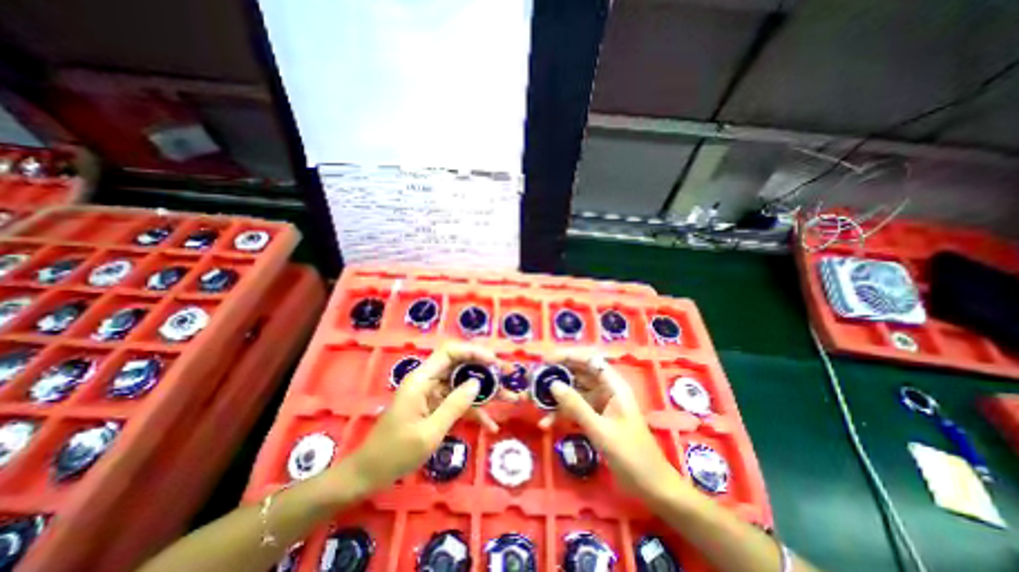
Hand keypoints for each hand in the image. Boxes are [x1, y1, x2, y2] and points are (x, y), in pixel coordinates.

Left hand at [346, 344, 508, 496]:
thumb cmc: (395, 453)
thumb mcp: (429, 432)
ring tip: (510, 398)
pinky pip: (458, 403)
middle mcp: (428, 381)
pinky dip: (474, 412)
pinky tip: (490, 424)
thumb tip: (477, 383)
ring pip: (463, 385)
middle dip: (486, 370)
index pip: (450, 352)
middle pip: (460, 366)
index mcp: (422, 379)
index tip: (494, 361)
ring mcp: (432, 395)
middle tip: (509, 374)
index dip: (473, 352)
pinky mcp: (435, 407)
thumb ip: (455, 405)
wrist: (369, 475)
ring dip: (486, 392)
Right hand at [540, 348, 684, 499]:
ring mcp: (600, 404)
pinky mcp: (595, 418)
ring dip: (555, 396)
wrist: (651, 487)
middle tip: (535, 378)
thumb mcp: (601, 430)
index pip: (590, 360)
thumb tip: (552, 384)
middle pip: (579, 373)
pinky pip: (574, 409)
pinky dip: (561, 414)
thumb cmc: (631, 455)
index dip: (569, 356)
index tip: (547, 360)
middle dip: (557, 375)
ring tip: (534, 400)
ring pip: (574, 391)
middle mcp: (606, 390)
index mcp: (613, 386)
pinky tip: (546, 423)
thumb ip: (576, 406)